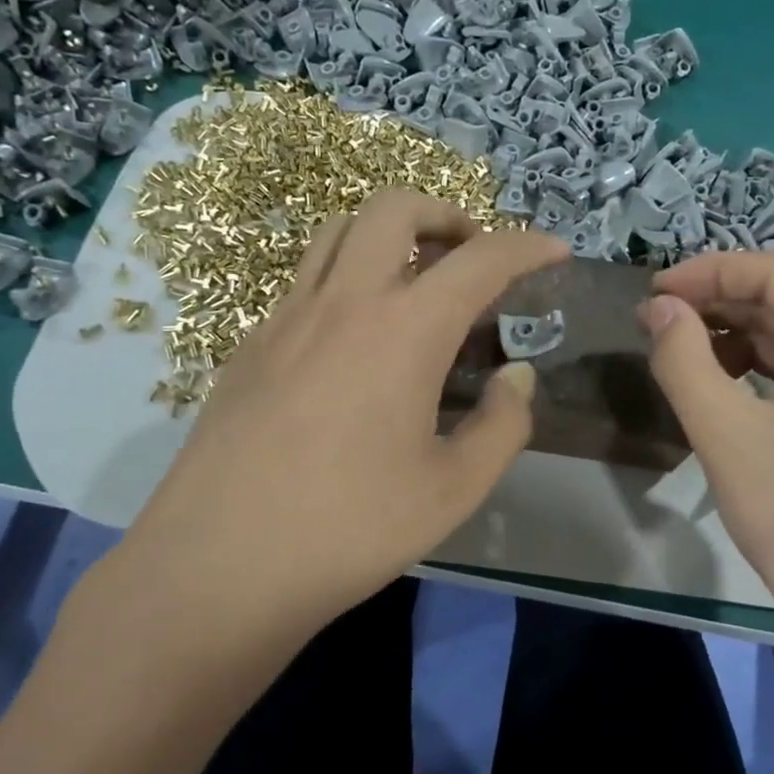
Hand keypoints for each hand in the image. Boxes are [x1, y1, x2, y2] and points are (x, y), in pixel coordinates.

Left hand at [110, 190, 567, 648]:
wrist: (218, 566)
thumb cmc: (349, 530)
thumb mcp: (453, 490)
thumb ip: (502, 424)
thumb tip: (516, 376)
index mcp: (404, 331)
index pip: (480, 259)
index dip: (527, 247)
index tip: (555, 250)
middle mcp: (344, 302)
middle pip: (394, 208)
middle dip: (445, 214)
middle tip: (471, 255)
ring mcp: (286, 317)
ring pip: (339, 231)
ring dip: (388, 234)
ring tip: (415, 281)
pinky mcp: (250, 345)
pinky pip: (306, 280)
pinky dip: (347, 279)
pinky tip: (356, 339)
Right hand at [643, 252, 773, 590]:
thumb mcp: (725, 433)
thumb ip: (683, 359)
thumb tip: (657, 307)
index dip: (708, 272)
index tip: (651, 291)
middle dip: (717, 304)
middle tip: (654, 322)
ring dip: (733, 334)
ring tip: (677, 350)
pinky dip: (756, 364)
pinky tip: (718, 380)